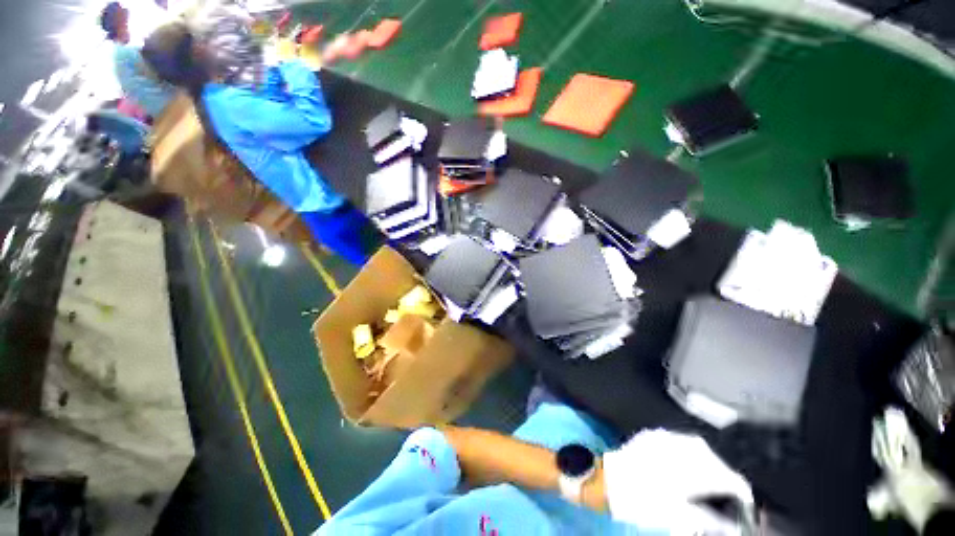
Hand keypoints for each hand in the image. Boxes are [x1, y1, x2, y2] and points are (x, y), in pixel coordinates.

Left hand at [602, 430, 753, 534]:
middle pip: (716, 462)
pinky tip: (684, 468)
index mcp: (693, 468)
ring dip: (707, 465)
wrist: (607, 480)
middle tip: (724, 497)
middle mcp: (682, 446)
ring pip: (699, 449)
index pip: (730, 478)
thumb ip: (712, 520)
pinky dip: (688, 455)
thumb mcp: (680, 517)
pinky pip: (680, 442)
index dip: (741, 494)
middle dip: (724, 478)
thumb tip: (734, 524)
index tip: (745, 506)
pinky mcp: (653, 434)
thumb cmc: (643, 502)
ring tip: (706, 483)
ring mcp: (665, 436)